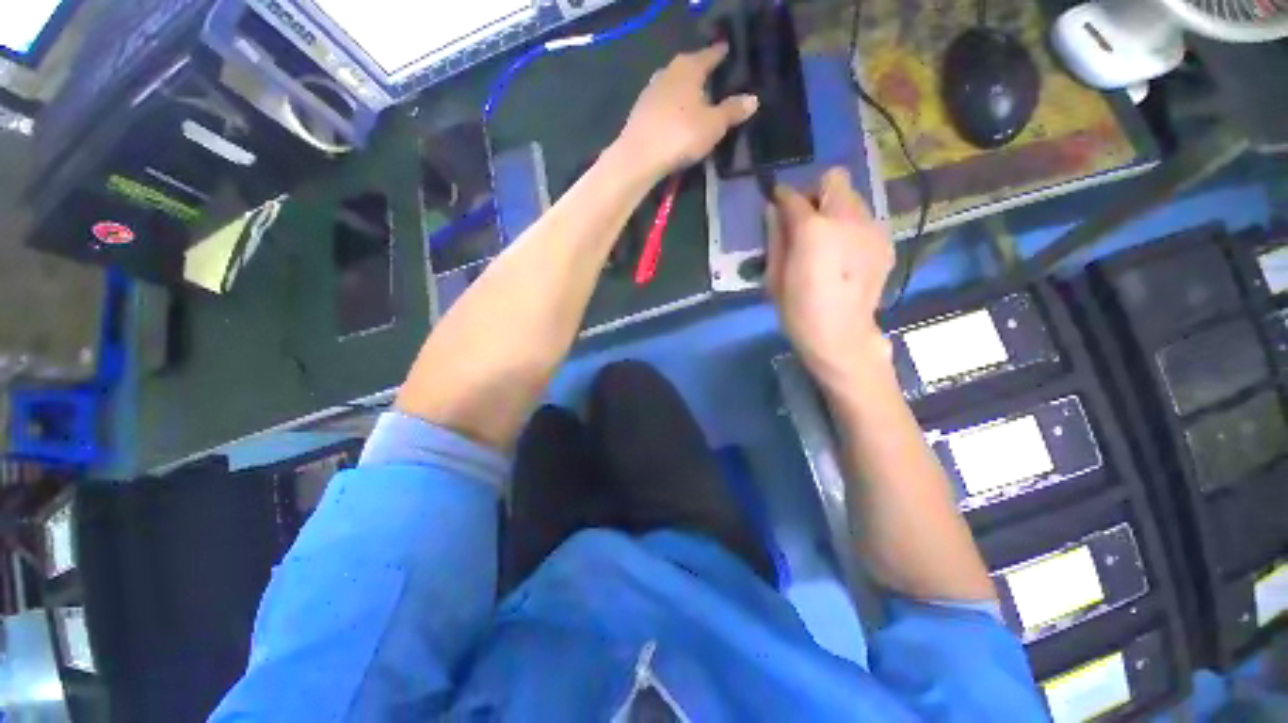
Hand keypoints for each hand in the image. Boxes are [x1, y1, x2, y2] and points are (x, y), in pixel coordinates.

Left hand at [614, 43, 758, 179]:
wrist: (638, 157)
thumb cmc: (680, 135)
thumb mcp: (713, 126)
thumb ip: (732, 111)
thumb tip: (753, 99)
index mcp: (689, 68)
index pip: (709, 55)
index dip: (720, 55)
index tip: (727, 52)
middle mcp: (668, 72)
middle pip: (689, 68)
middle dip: (701, 73)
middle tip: (713, 81)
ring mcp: (651, 91)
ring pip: (673, 85)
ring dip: (684, 91)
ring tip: (695, 102)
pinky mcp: (640, 111)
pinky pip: (663, 103)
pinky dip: (672, 107)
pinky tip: (676, 119)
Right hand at [766, 168, 895, 388]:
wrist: (841, 336)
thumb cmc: (798, 311)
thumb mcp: (774, 277)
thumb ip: (775, 237)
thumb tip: (774, 210)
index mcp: (813, 229)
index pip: (793, 196)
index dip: (782, 197)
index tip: (777, 205)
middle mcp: (847, 218)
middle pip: (834, 179)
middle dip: (816, 194)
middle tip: (806, 223)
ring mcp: (872, 228)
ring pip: (853, 197)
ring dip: (836, 210)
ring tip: (827, 243)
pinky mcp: (885, 241)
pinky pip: (865, 219)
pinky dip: (852, 228)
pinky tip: (845, 256)